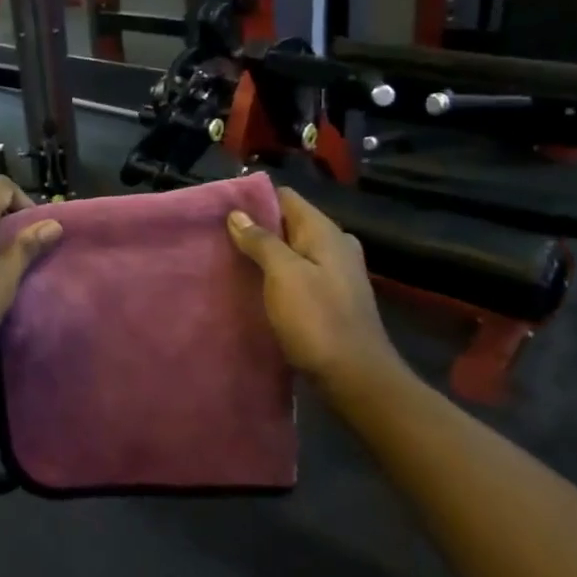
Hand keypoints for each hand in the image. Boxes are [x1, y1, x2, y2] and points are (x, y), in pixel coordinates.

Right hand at [227, 187, 401, 388]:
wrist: (357, 379)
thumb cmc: (318, 320)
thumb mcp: (283, 275)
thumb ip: (261, 241)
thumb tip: (237, 214)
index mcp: (325, 232)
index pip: (286, 198)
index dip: (254, 200)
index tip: (222, 211)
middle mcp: (335, 246)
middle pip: (289, 224)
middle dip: (256, 228)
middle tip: (219, 239)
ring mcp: (336, 274)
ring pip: (293, 251)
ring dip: (265, 255)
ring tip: (231, 262)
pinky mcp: (332, 299)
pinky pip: (299, 275)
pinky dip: (277, 277)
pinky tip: (256, 289)